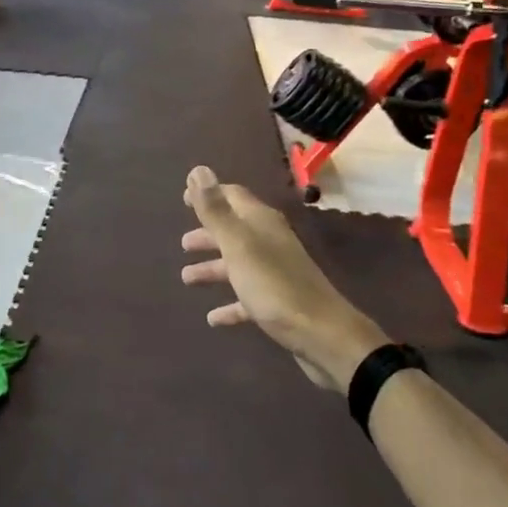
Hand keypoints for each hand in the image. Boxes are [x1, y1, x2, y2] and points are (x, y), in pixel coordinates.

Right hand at [180, 166, 387, 392]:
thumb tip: (198, 170)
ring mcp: (276, 273)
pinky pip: (248, 297)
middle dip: (208, 234)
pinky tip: (213, 318)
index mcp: (261, 223)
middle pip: (234, 230)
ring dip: (213, 269)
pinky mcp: (280, 303)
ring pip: (238, 264)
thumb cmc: (274, 286)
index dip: (209, 195)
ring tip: (187, 278)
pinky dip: (230, 304)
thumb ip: (215, 210)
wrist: (324, 336)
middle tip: (183, 244)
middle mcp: (270, 242)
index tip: (184, 198)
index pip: (233, 196)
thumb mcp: (238, 245)